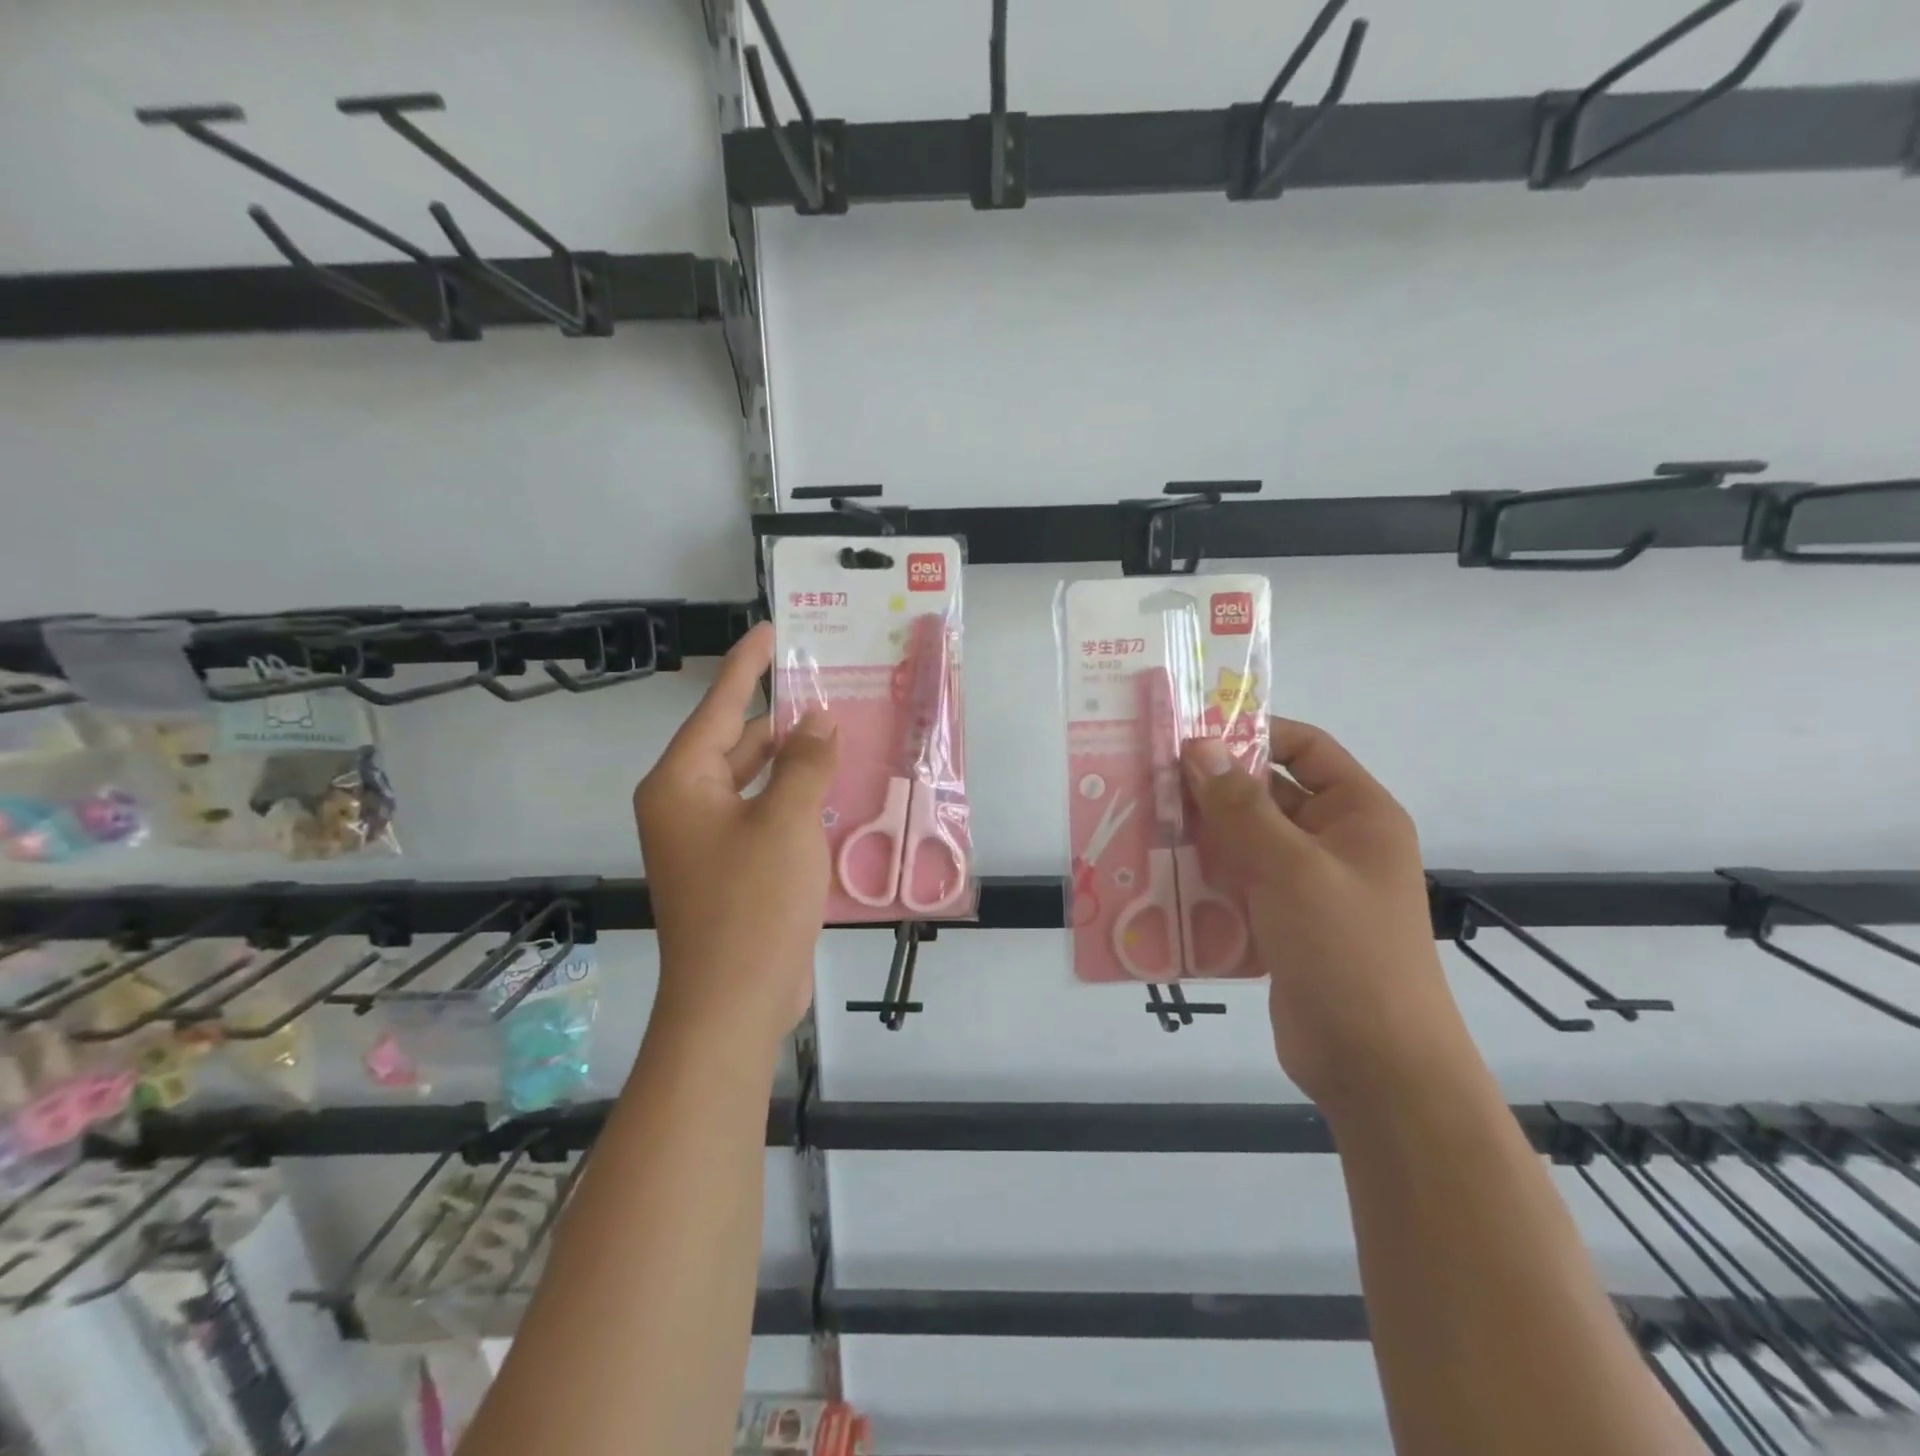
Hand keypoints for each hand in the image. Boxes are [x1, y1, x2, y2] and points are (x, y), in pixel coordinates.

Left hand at [633, 623, 838, 1048]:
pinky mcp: (731, 871)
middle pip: (735, 744)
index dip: (747, 666)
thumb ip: (805, 763)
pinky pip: (764, 817)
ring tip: (838, 733)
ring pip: (753, 783)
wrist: (733, 1003)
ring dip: (792, 763)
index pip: (717, 707)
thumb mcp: (786, 822)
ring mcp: (707, 842)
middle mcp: (685, 806)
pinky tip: (832, 792)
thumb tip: (817, 722)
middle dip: (779, 720)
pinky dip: (793, 801)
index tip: (771, 630)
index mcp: (680, 784)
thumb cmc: (752, 903)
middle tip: (825, 688)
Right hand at [1182, 720, 1468, 1114]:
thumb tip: (1199, 745)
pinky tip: (1158, 876)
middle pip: (1267, 794)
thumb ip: (1240, 806)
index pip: (1305, 748)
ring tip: (1143, 823)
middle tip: (1149, 780)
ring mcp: (1307, 886)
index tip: (1190, 734)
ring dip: (1201, 834)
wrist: (1375, 1065)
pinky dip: (1204, 877)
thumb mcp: (1291, 867)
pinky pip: (1238, 884)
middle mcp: (1335, 842)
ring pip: (1246, 841)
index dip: (1252, 733)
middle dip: (1212, 788)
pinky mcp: (1282, 924)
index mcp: (1358, 814)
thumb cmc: (1346, 950)